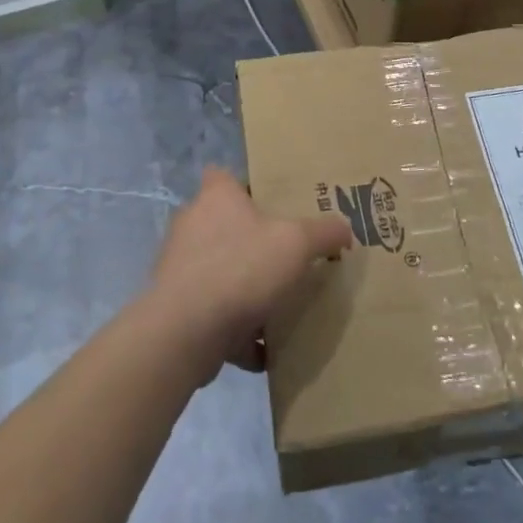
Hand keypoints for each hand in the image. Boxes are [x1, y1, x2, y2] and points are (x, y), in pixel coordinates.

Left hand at [144, 166, 354, 381]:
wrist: (186, 331)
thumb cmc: (241, 268)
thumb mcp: (297, 244)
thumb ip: (324, 233)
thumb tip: (345, 230)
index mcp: (216, 197)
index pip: (224, 174)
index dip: (247, 185)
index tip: (273, 202)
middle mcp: (192, 224)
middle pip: (225, 224)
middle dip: (253, 241)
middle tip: (286, 254)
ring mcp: (180, 266)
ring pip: (220, 271)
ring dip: (245, 288)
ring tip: (280, 304)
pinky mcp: (177, 307)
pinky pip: (214, 312)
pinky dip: (236, 329)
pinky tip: (265, 348)